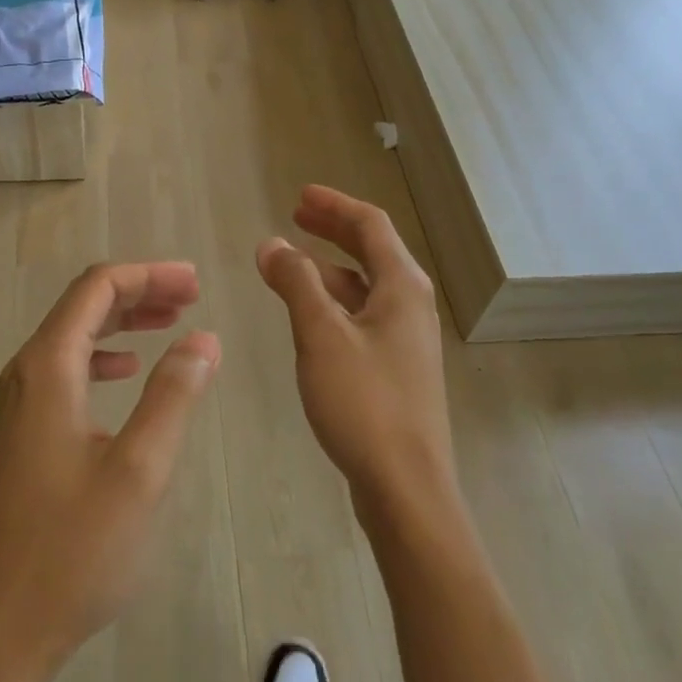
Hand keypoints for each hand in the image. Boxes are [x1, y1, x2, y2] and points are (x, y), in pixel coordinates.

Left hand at [0, 263, 219, 681]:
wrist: (2, 630)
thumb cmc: (74, 551)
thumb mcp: (139, 471)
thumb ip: (172, 395)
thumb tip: (203, 339)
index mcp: (48, 369)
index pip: (96, 289)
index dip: (147, 275)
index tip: (195, 283)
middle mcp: (27, 374)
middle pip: (84, 306)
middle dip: (139, 292)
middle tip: (192, 295)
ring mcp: (20, 404)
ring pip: (75, 336)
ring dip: (123, 322)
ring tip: (171, 322)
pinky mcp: (25, 432)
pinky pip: (67, 369)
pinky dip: (104, 355)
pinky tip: (128, 371)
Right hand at [256, 186, 455, 513]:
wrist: (406, 487)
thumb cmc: (364, 402)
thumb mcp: (321, 334)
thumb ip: (295, 282)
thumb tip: (271, 243)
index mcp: (401, 287)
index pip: (370, 225)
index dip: (335, 204)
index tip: (299, 195)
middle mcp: (410, 305)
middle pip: (372, 250)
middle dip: (333, 229)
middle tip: (295, 215)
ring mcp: (405, 338)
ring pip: (365, 285)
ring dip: (329, 266)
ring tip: (291, 262)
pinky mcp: (395, 367)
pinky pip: (362, 314)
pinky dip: (334, 300)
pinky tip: (309, 313)